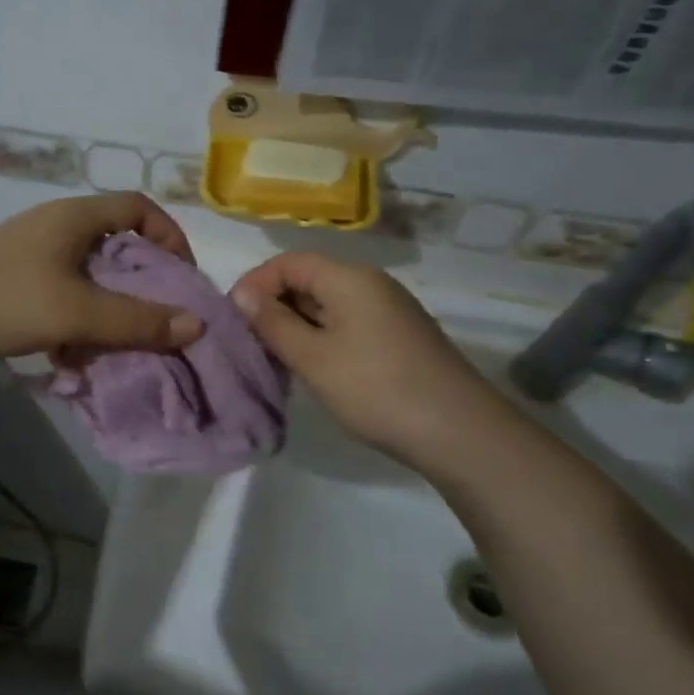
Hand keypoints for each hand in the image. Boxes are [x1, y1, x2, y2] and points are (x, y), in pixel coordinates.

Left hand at [0, 193, 205, 360]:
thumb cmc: (3, 299)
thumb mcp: (77, 313)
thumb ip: (137, 321)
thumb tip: (196, 325)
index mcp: (76, 217)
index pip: (139, 207)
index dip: (169, 236)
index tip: (181, 278)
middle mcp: (57, 225)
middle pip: (117, 243)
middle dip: (141, 282)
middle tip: (156, 318)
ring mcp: (33, 251)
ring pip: (89, 273)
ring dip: (108, 306)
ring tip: (115, 344)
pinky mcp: (15, 277)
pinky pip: (63, 291)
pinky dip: (77, 316)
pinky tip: (71, 353)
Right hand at [229, 252, 506, 461]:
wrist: (460, 432)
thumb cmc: (376, 388)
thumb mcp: (313, 357)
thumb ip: (273, 323)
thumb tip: (242, 294)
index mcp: (349, 278)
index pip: (289, 261)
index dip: (256, 283)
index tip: (234, 318)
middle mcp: (371, 284)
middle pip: (310, 278)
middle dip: (275, 305)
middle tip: (251, 342)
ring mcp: (390, 310)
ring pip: (328, 304)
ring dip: (297, 324)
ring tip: (276, 358)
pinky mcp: (399, 336)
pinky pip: (349, 322)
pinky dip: (322, 337)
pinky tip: (314, 368)